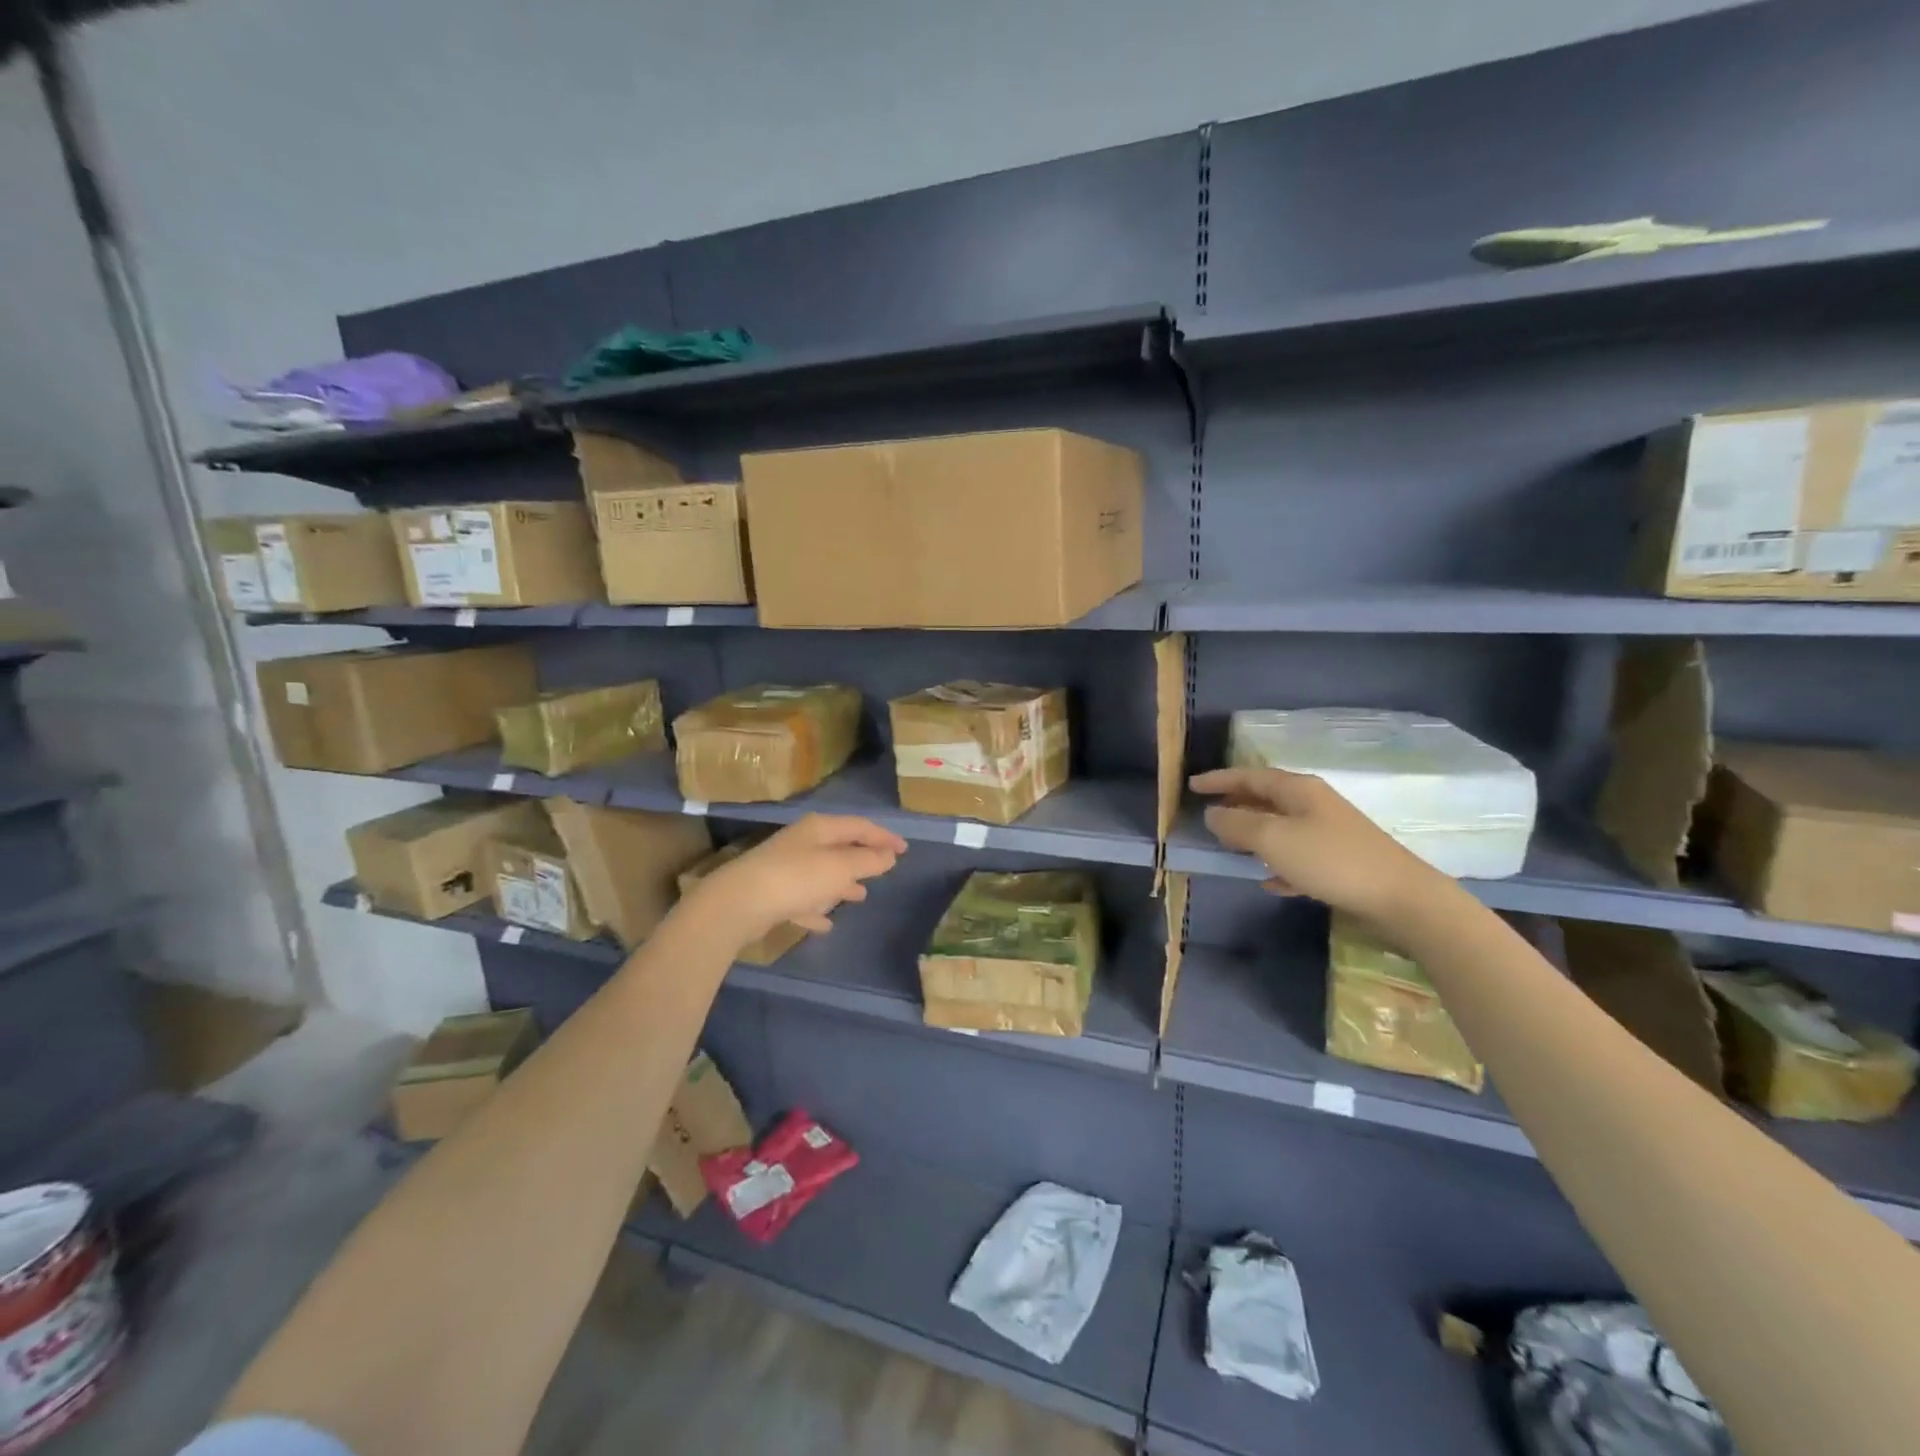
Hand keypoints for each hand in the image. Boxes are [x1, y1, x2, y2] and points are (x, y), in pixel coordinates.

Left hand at [684, 814, 906, 947]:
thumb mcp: (840, 868)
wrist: (738, 904)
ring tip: (860, 896)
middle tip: (884, 870)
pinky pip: (803, 899)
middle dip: (862, 858)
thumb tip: (889, 856)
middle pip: (839, 847)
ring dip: (842, 883)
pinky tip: (826, 923)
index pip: (860, 826)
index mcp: (820, 829)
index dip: (884, 836)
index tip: (904, 850)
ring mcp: (785, 868)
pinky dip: (817, 907)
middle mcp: (802, 843)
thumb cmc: (796, 878)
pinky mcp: (772, 894)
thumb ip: (867, 861)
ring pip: (822, 873)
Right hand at [1190, 767, 1443, 923]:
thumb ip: (1238, 824)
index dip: (1219, 780)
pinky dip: (1278, 864)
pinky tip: (1269, 882)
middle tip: (1208, 815)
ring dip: (1254, 835)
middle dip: (1236, 805)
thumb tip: (1213, 813)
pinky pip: (1298, 857)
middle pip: (1266, 799)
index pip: (1250, 776)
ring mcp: (1330, 833)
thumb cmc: (1330, 860)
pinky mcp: (1340, 862)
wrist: (1400, 898)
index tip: (1192, 786)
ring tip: (1230, 847)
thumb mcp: (1274, 839)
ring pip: (1281, 828)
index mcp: (1298, 790)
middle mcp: (1314, 805)